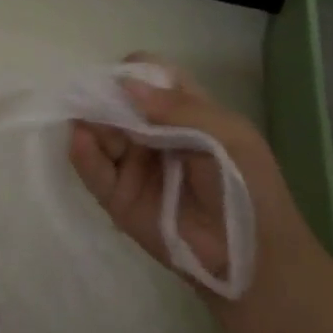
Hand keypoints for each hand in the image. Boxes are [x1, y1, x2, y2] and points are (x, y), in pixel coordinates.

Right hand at [69, 56, 299, 287]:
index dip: (133, 73)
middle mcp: (152, 133)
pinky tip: (80, 140)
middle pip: (116, 102)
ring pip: (100, 132)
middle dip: (104, 97)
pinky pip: (94, 171)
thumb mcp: (228, 136)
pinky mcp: (118, 197)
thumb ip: (178, 108)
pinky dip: (83, 154)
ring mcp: (133, 165)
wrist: (253, 259)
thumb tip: (126, 83)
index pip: (148, 77)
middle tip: (96, 100)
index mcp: (183, 111)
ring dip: (90, 122)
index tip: (122, 78)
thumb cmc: (249, 187)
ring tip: (89, 123)